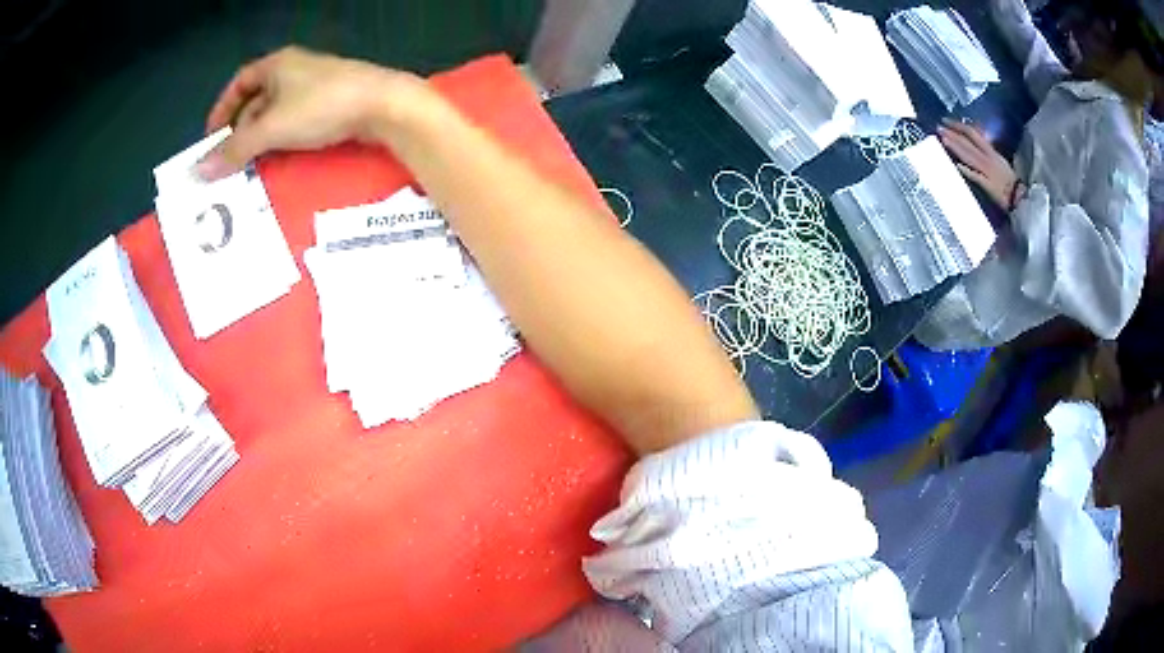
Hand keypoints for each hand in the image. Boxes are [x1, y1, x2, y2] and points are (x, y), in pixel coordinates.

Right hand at [197, 46, 427, 179]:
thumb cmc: (320, 107)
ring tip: (251, 165)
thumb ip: (235, 149)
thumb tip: (200, 170)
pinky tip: (281, 157)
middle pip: (257, 99)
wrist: (383, 104)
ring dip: (262, 137)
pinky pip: (297, 118)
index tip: (211, 136)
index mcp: (277, 64)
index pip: (240, 81)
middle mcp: (295, 69)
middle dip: (241, 129)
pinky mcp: (333, 100)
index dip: (222, 107)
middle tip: (231, 159)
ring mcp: (316, 84)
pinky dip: (283, 136)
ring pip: (277, 111)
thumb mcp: (271, 129)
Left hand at [937, 118, 1020, 209]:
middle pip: (968, 143)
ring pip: (970, 156)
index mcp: (991, 152)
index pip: (972, 134)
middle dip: (952, 134)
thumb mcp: (999, 161)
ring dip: (956, 147)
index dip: (958, 126)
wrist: (1021, 198)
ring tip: (943, 140)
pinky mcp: (989, 186)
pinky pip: (977, 177)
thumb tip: (975, 142)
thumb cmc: (1010, 182)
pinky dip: (968, 171)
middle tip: (939, 128)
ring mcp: (988, 172)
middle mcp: (988, 159)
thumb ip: (987, 152)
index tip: (945, 121)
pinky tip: (958, 166)